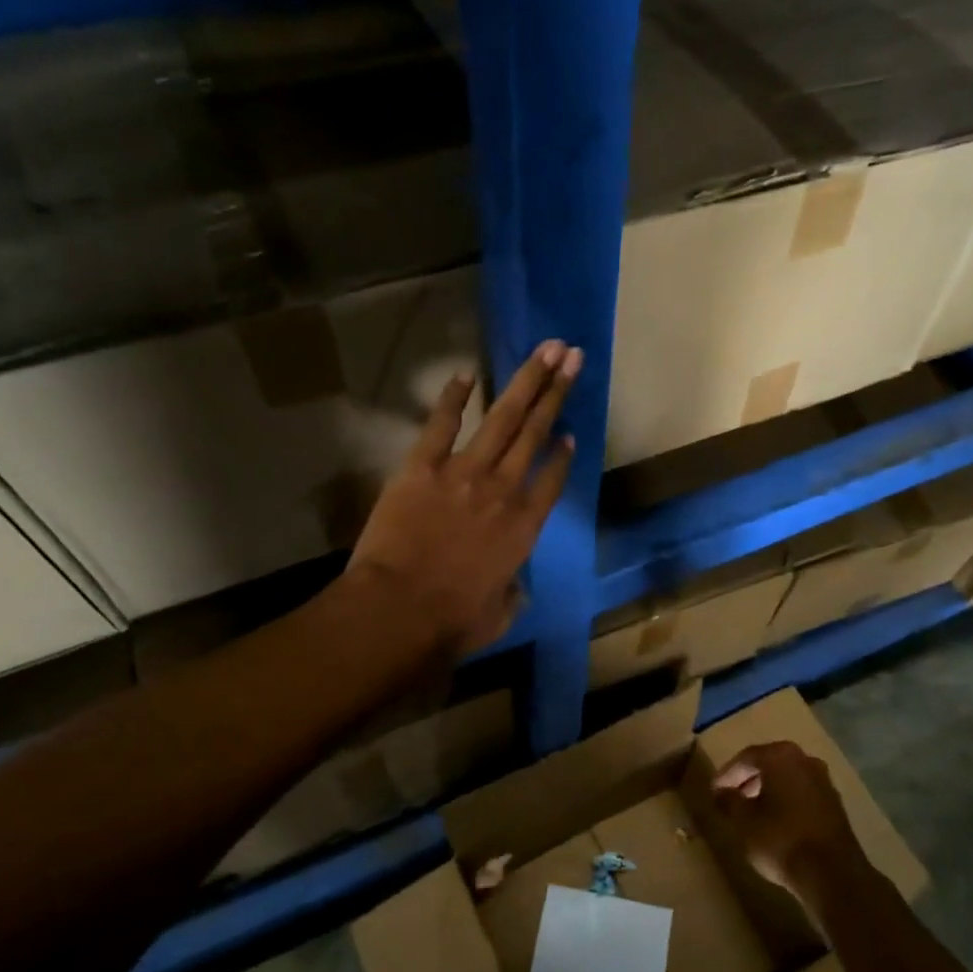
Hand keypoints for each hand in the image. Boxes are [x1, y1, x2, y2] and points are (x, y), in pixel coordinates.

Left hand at [345, 339, 580, 656]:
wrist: (400, 610)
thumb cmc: (453, 621)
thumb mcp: (498, 615)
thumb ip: (511, 594)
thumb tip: (513, 587)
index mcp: (524, 526)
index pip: (552, 480)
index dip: (563, 455)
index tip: (570, 433)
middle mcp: (503, 490)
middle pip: (536, 433)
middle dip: (556, 392)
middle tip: (572, 356)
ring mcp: (464, 473)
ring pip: (503, 419)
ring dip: (526, 381)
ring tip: (546, 350)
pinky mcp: (422, 467)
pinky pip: (442, 424)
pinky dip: (453, 398)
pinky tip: (466, 374)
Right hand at [712, 741, 869, 900]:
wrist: (832, 873)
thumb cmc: (780, 839)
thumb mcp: (743, 821)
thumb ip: (728, 801)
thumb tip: (720, 792)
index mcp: (781, 756)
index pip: (746, 757)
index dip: (727, 774)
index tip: (715, 790)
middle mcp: (805, 760)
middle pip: (769, 764)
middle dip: (748, 779)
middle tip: (731, 797)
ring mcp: (824, 781)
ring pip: (787, 778)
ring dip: (768, 790)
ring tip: (751, 811)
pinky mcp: (835, 804)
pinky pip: (802, 794)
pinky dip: (786, 801)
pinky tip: (776, 822)